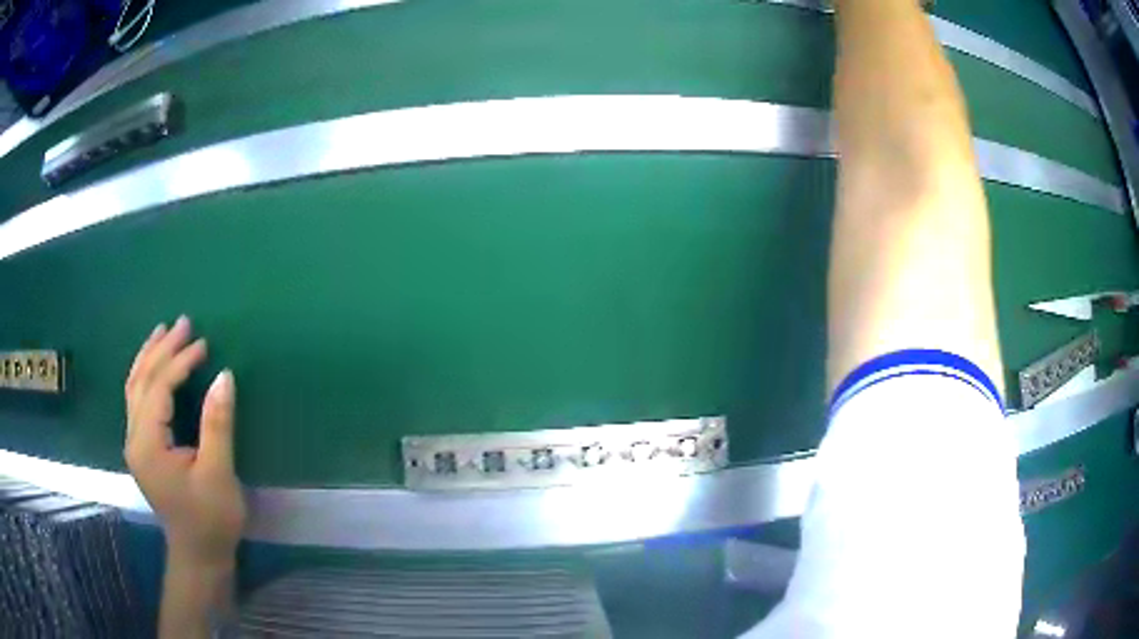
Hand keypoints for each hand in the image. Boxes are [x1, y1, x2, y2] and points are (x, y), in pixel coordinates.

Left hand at [124, 316, 244, 566]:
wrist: (198, 554)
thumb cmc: (211, 519)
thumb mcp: (218, 474)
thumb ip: (217, 423)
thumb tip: (224, 375)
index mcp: (148, 445)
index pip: (159, 389)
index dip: (179, 363)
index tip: (204, 344)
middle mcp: (133, 437)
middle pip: (141, 381)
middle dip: (161, 349)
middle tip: (184, 322)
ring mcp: (134, 442)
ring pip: (134, 387)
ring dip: (149, 356)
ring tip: (165, 331)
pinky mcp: (141, 446)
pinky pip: (137, 399)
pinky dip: (147, 375)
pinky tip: (155, 364)